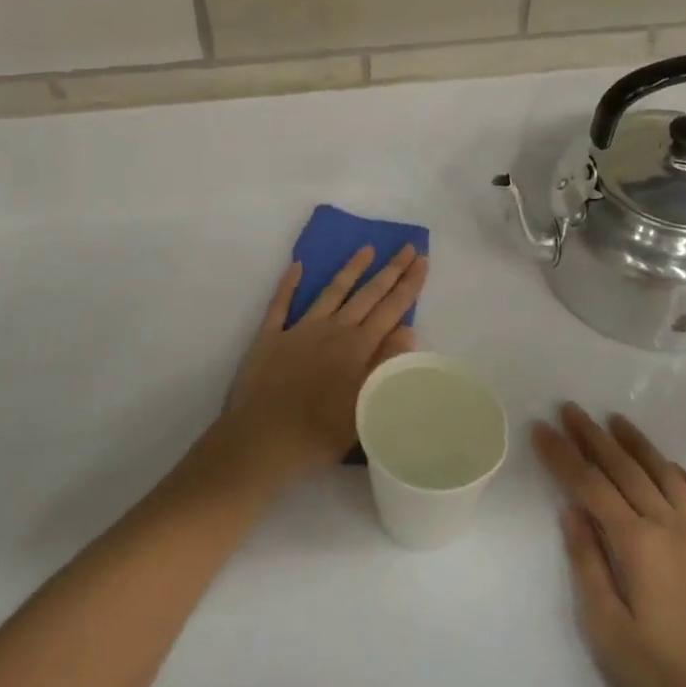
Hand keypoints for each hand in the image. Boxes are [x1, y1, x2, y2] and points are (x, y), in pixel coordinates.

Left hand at [218, 245, 428, 477]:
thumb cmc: (319, 433)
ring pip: (331, 291)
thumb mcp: (365, 405)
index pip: (391, 309)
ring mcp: (299, 329)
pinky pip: (280, 303)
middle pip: (367, 294)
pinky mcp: (270, 336)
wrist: (262, 440)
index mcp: (357, 347)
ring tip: (366, 248)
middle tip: (406, 246)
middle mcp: (332, 330)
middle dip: (390, 270)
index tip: (422, 259)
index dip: (409, 284)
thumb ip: (385, 364)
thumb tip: (408, 330)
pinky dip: (289, 284)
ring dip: (350, 269)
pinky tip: (297, 266)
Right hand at [534, 405, 685, 686]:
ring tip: (616, 421)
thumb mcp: (609, 632)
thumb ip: (588, 565)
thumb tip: (572, 511)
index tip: (540, 428)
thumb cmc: (667, 680)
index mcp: (637, 544)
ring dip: (638, 445)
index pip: (590, 485)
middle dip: (593, 437)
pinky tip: (675, 469)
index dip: (562, 455)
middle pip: (625, 470)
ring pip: (666, 475)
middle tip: (571, 409)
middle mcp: (671, 527)